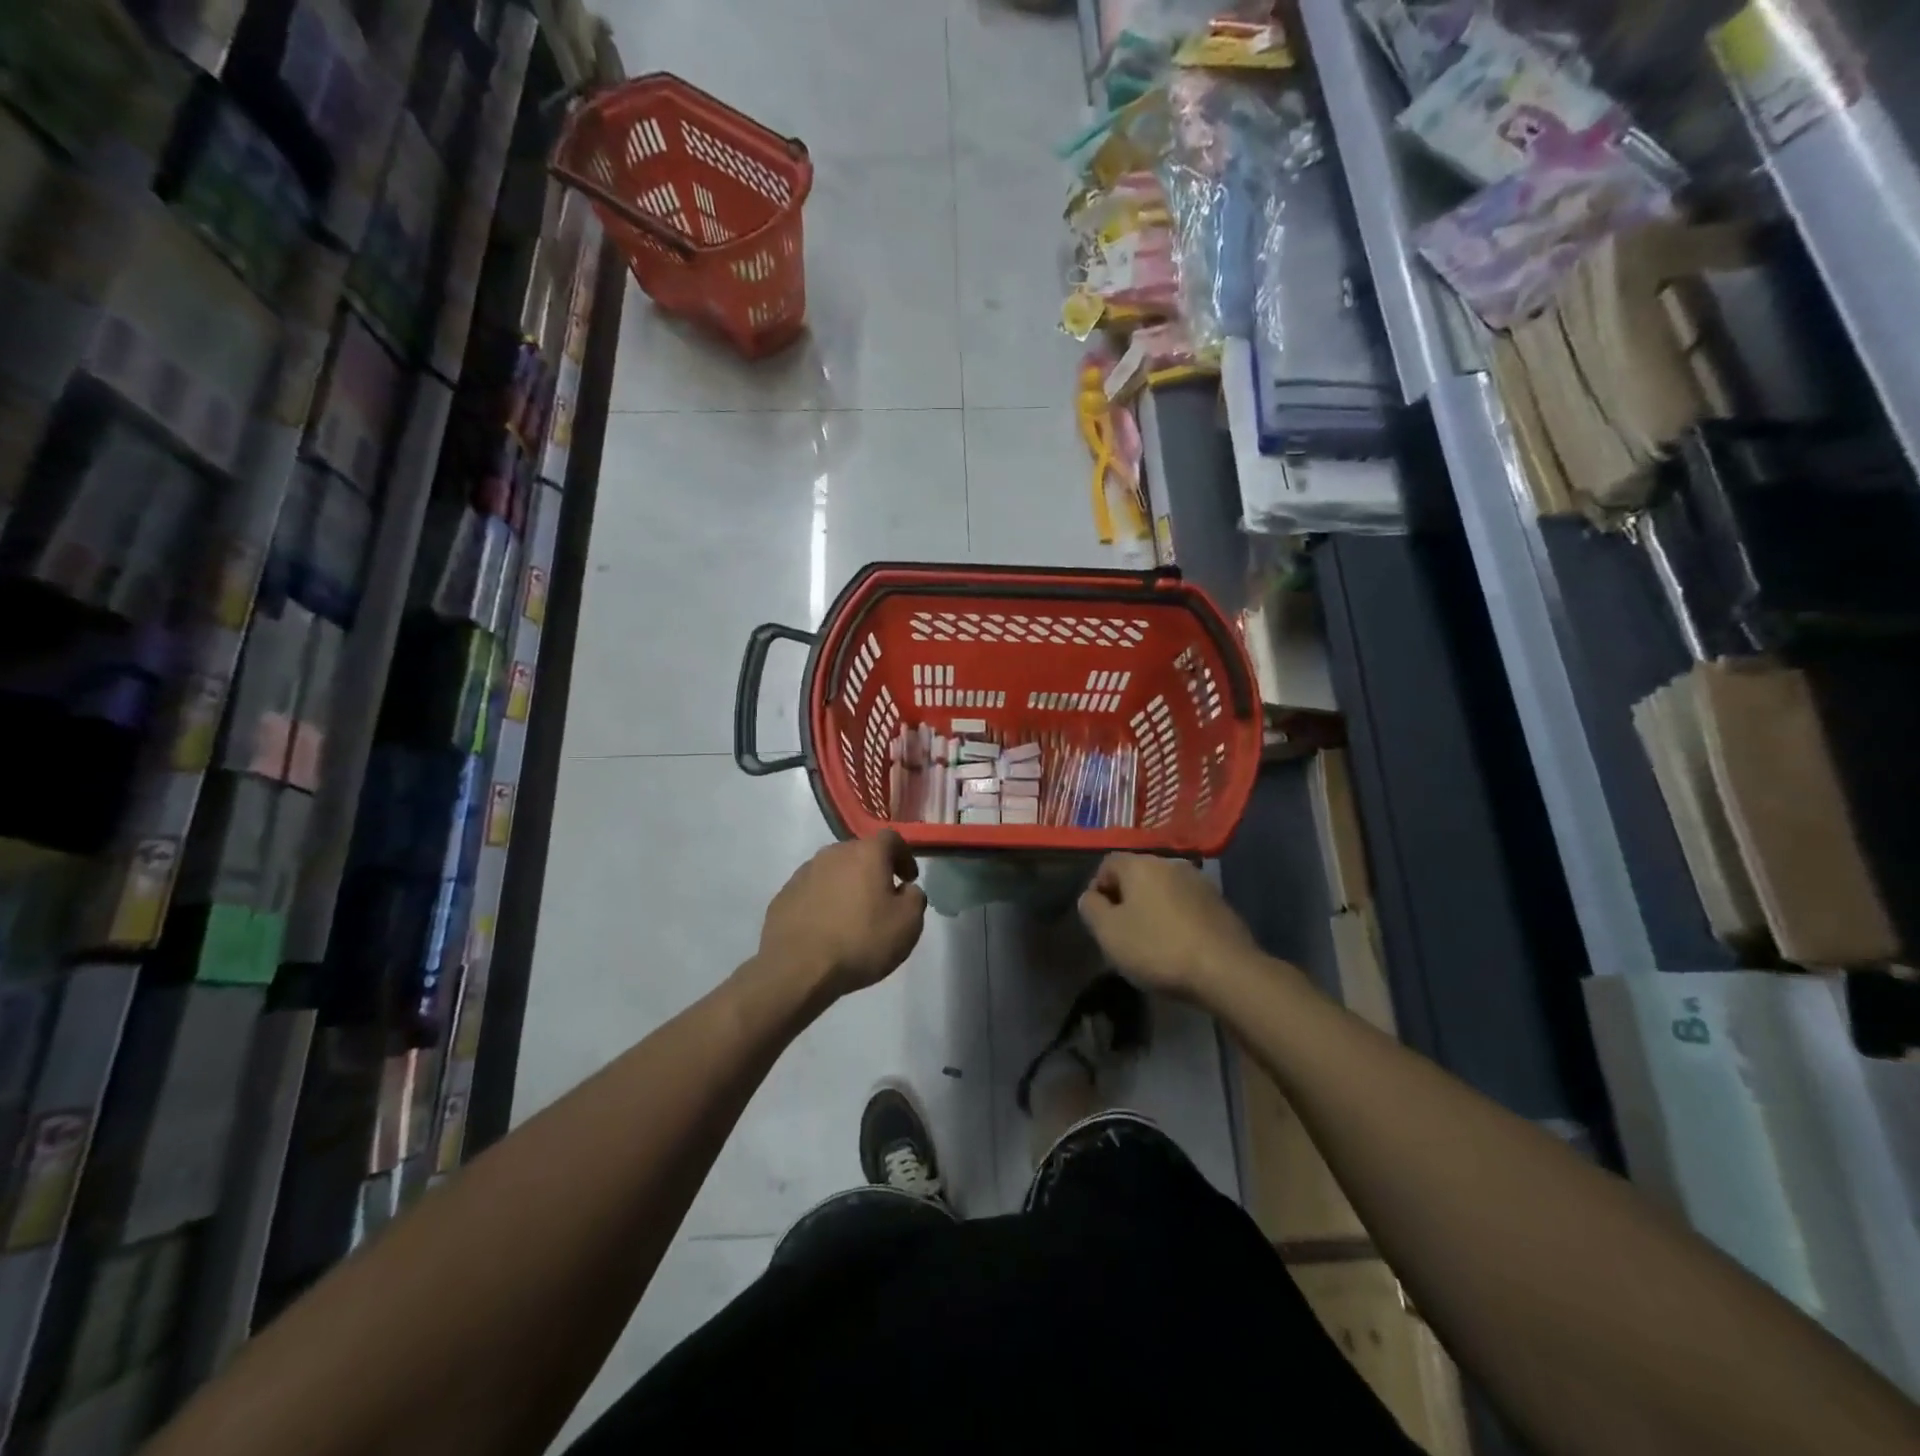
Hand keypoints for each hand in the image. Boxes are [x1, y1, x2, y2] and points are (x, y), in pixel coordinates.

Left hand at [756, 831, 927, 1000]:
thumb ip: (915, 898)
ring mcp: (804, 873)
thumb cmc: (860, 941)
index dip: (904, 856)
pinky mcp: (784, 895)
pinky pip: (813, 890)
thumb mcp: (907, 924)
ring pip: (834, 871)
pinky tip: (826, 927)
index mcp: (866, 853)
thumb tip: (906, 889)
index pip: (891, 839)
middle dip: (874, 870)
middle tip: (882, 897)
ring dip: (847, 885)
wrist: (797, 968)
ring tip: (852, 914)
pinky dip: (824, 901)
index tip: (908, 879)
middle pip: (860, 853)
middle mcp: (833, 853)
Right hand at [1077, 854, 1259, 1000]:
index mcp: (1140, 865)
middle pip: (1137, 875)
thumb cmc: (1157, 948)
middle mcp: (1170, 864)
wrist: (1225, 970)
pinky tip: (1179, 945)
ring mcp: (1200, 882)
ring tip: (1152, 942)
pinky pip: (1187, 905)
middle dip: (1126, 899)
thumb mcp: (1109, 933)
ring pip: (1164, 890)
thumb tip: (1091, 897)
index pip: (1107, 864)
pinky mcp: (1220, 904)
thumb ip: (1091, 909)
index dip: (1098, 889)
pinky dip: (1177, 919)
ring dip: (1153, 908)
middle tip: (1123, 932)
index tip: (1100, 920)